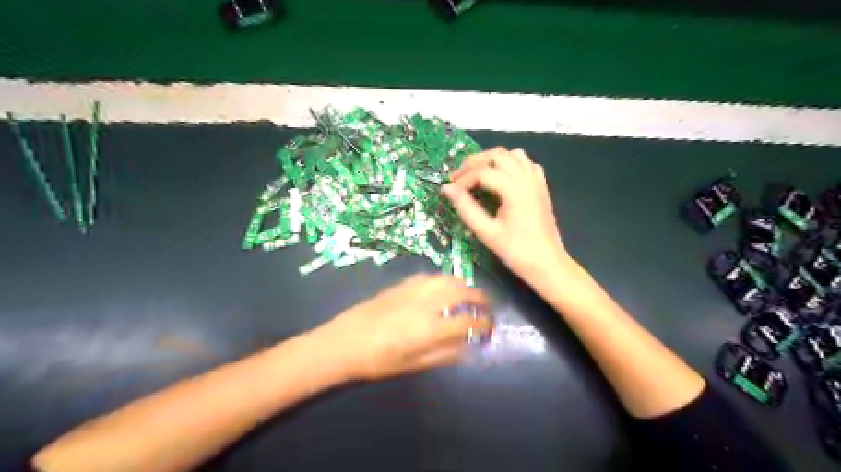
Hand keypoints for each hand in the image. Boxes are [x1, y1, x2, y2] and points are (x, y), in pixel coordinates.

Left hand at [312, 275, 490, 380]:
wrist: (343, 342)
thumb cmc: (377, 361)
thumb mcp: (413, 364)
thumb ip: (444, 354)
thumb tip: (468, 347)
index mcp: (428, 328)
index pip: (466, 321)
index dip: (483, 323)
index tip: (490, 326)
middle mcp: (424, 304)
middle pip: (460, 292)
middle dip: (479, 297)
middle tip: (487, 305)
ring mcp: (412, 291)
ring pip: (445, 279)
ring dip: (463, 284)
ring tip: (469, 294)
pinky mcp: (400, 285)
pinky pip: (429, 277)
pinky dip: (443, 280)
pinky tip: (443, 287)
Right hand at [443, 146, 568, 281]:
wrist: (547, 265)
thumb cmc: (517, 252)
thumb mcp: (487, 232)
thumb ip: (466, 208)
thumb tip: (447, 189)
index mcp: (514, 189)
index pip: (482, 172)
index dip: (463, 179)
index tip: (450, 190)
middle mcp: (527, 178)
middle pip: (497, 155)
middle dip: (475, 163)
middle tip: (459, 178)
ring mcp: (537, 181)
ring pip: (513, 155)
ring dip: (493, 159)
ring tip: (478, 175)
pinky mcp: (541, 188)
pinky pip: (527, 164)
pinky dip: (512, 164)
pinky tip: (503, 179)